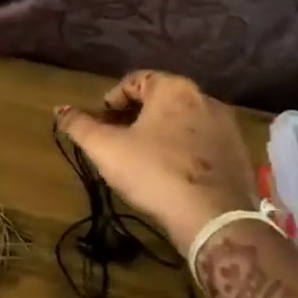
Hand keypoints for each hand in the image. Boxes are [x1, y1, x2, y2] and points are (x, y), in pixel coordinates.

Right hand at [55, 71, 260, 255]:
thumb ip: (79, 126)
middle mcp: (205, 98)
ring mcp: (226, 126)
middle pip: (161, 99)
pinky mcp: (238, 153)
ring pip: (183, 120)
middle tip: (118, 139)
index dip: (113, 98)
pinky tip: (171, 172)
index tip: (102, 120)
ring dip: (161, 132)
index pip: (136, 80)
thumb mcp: (106, 149)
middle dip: (136, 116)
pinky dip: (184, 148)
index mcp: (173, 89)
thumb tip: (59, 109)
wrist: (214, 217)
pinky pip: (202, 141)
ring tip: (143, 156)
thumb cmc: (154, 172)